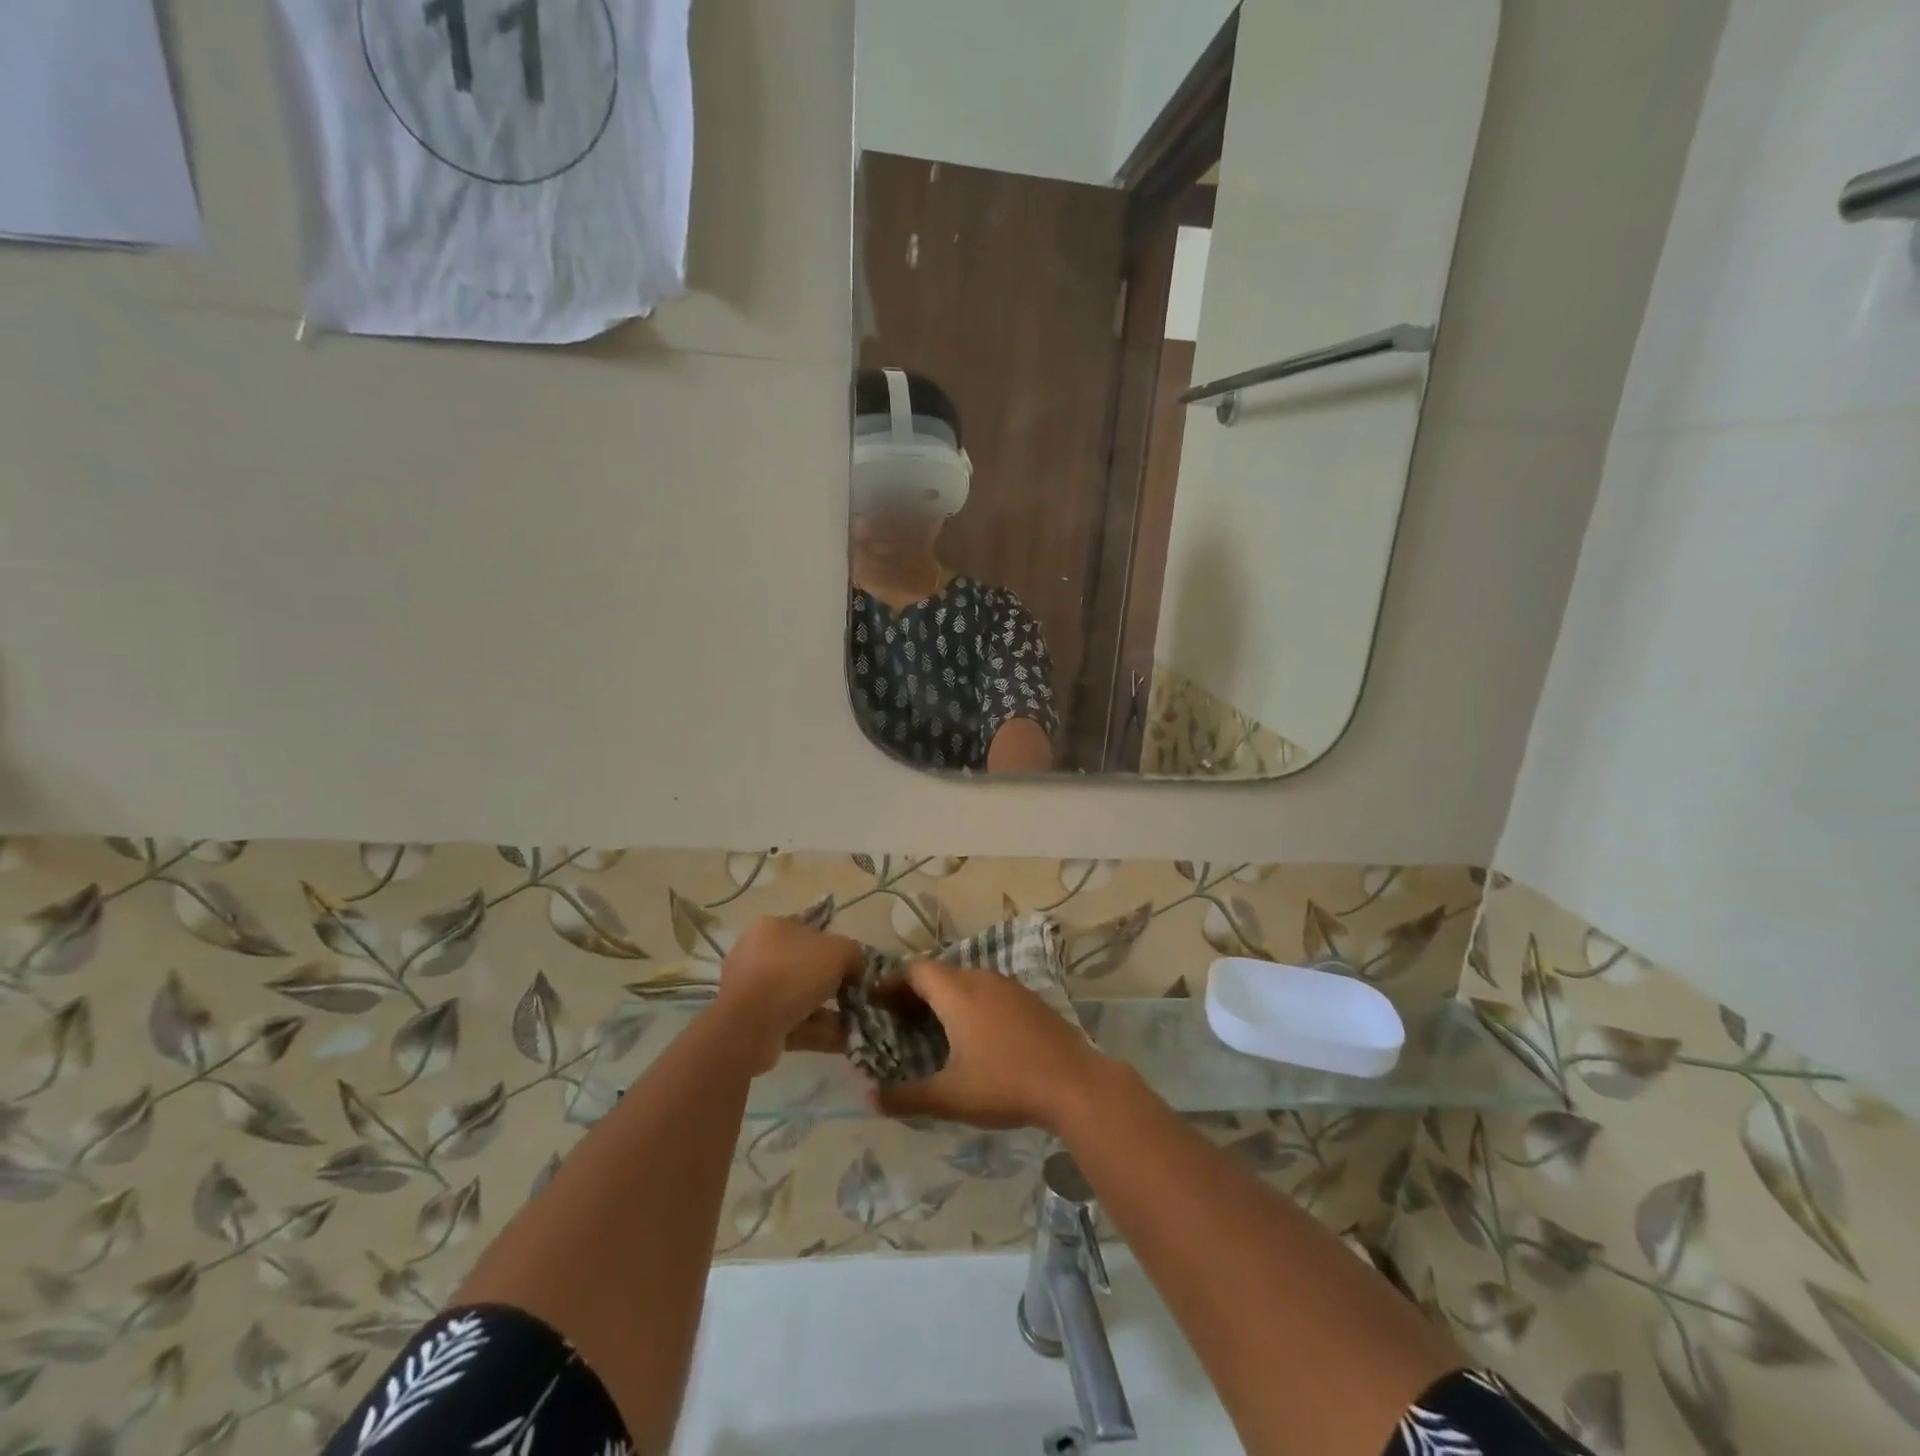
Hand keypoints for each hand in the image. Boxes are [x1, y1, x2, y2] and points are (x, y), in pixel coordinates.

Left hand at [716, 916, 863, 1072]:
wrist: (751, 1024)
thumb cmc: (794, 973)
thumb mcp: (840, 951)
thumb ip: (855, 955)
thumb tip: (858, 969)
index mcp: (772, 928)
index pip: (809, 931)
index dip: (835, 948)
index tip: (853, 968)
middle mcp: (757, 955)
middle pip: (805, 967)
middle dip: (832, 985)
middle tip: (855, 997)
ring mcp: (752, 991)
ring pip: (800, 999)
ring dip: (829, 1012)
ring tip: (857, 1024)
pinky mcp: (752, 1023)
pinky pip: (792, 1023)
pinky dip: (818, 1031)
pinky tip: (844, 1040)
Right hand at [868, 961, 1112, 1131]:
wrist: (1074, 1083)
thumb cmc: (1005, 1084)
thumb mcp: (950, 1097)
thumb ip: (906, 1097)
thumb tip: (868, 1098)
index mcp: (957, 992)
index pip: (915, 970)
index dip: (892, 982)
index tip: (876, 1002)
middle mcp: (980, 978)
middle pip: (939, 973)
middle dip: (916, 991)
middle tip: (898, 1019)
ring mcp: (1008, 986)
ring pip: (966, 980)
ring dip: (945, 996)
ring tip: (932, 1027)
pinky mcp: (1029, 998)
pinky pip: (988, 990)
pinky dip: (970, 1002)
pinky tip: (974, 1034)